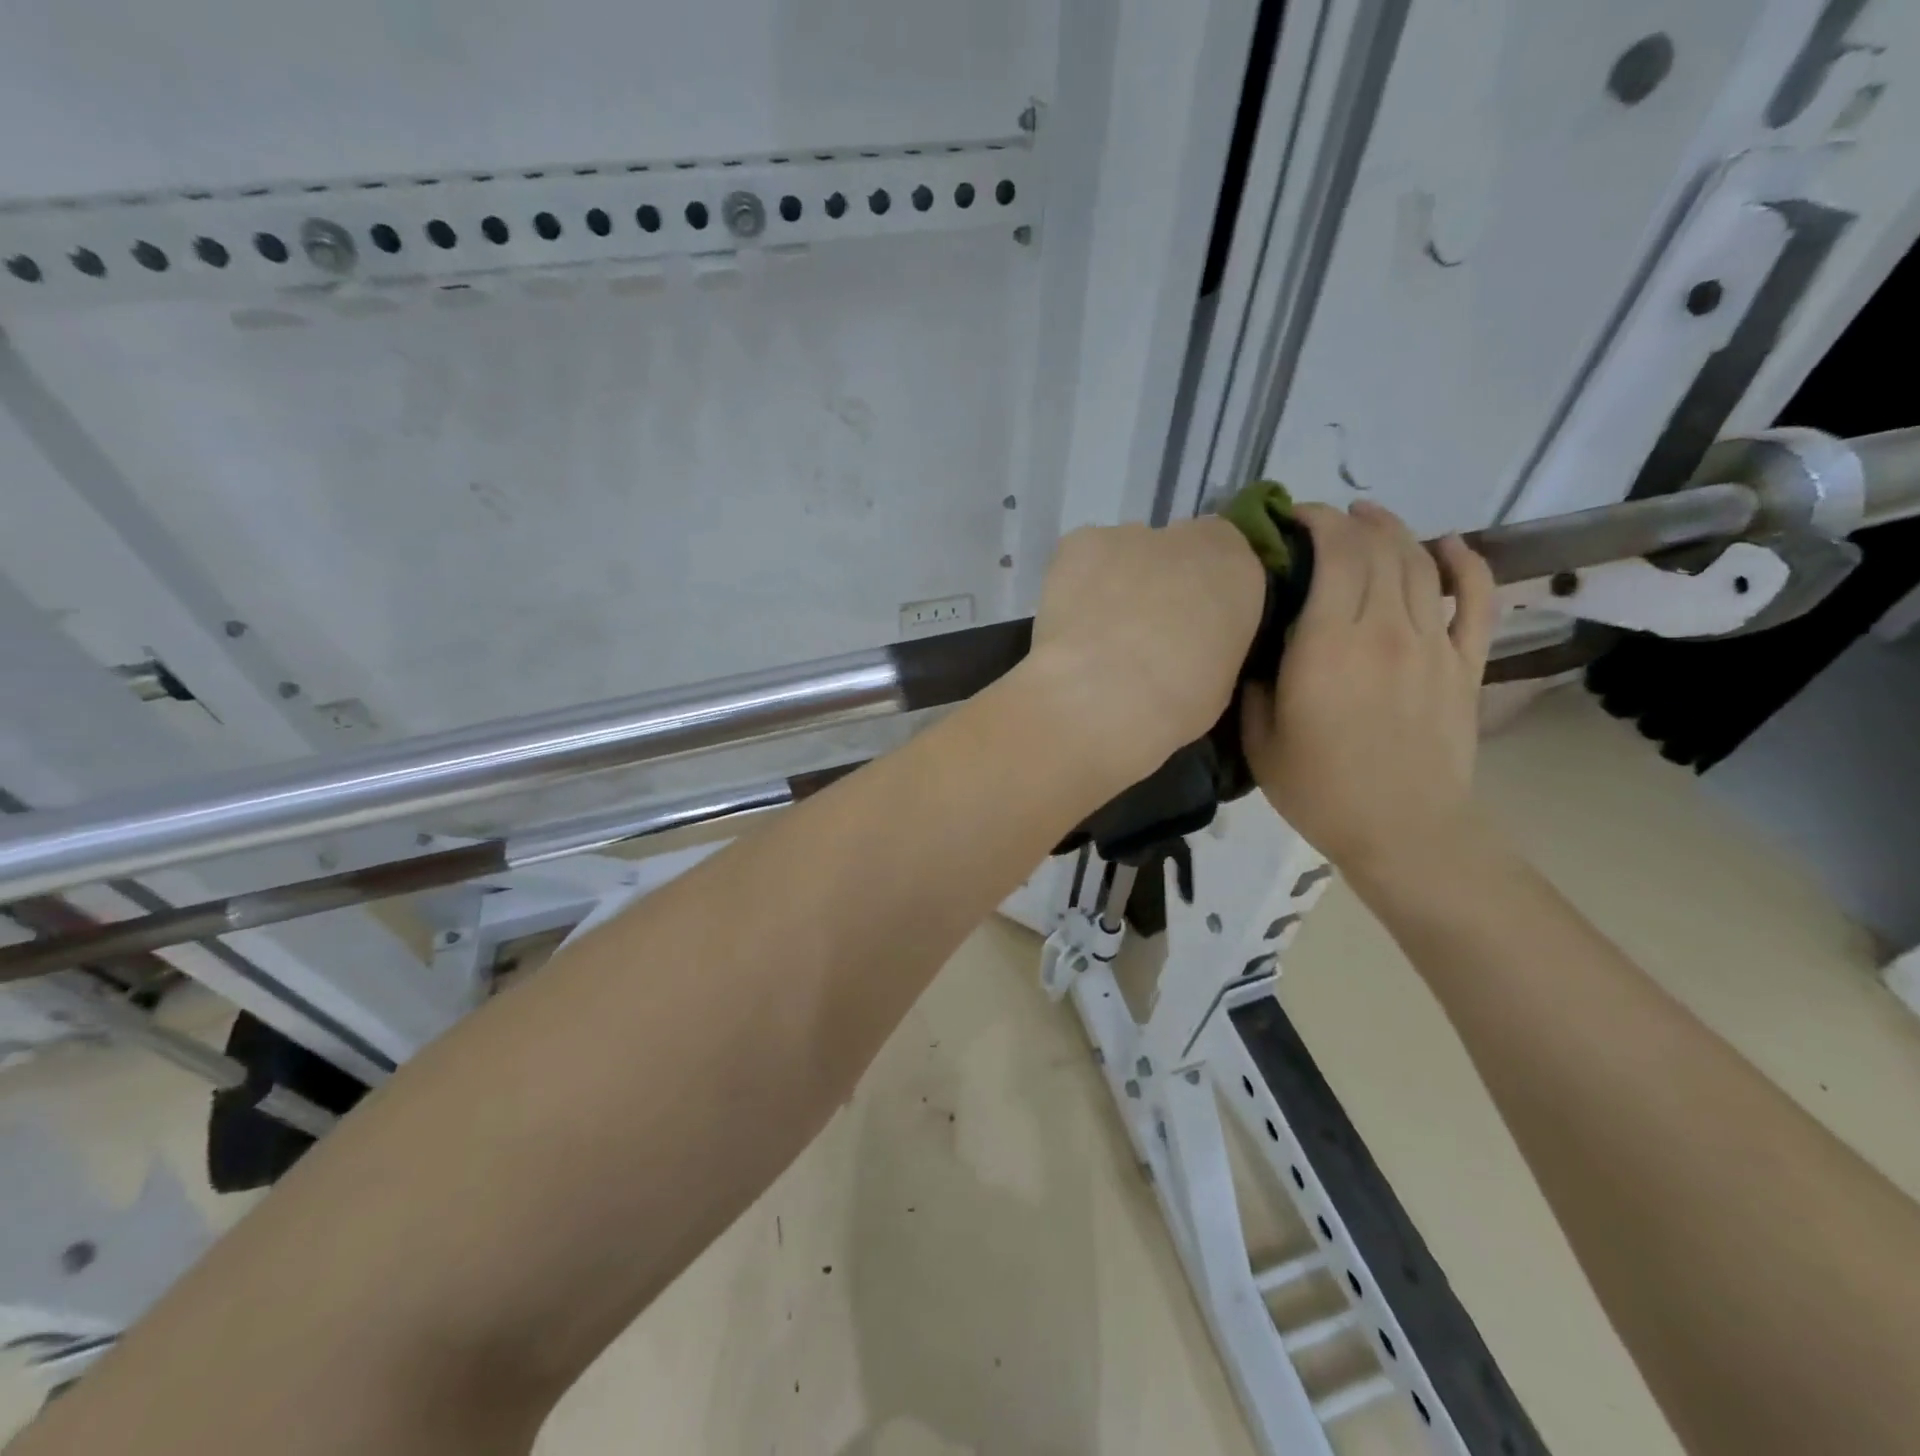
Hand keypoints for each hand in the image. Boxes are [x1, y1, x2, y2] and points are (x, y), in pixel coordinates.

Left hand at [1023, 519, 1265, 789]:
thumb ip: (1212, 645)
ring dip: (1116, 584)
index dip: (1204, 595)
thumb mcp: (1220, 682)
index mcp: (1239, 571)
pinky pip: (1081, 559)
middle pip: (1177, 552)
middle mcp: (1190, 539)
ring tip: (1096, 636)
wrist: (1103, 696)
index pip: (1229, 563)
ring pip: (1126, 554)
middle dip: (1161, 584)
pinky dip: (1075, 585)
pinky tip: (1068, 623)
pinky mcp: (1079, 542)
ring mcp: (1130, 535)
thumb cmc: (1175, 704)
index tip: (1188, 628)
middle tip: (1140, 633)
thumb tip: (1191, 648)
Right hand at [1242, 501, 1495, 884]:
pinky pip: (1476, 600)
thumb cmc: (1320, 789)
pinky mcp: (1465, 664)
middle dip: (1352, 522)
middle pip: (1379, 550)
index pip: (1335, 556)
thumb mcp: (1260, 739)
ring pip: (1421, 564)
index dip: (1317, 523)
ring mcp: (1433, 644)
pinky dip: (1467, 564)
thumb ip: (1255, 682)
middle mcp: (1385, 630)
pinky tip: (1451, 545)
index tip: (1294, 517)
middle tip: (1326, 520)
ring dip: (1396, 532)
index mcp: (1328, 646)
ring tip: (1372, 520)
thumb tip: (1262, 648)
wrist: (1404, 830)